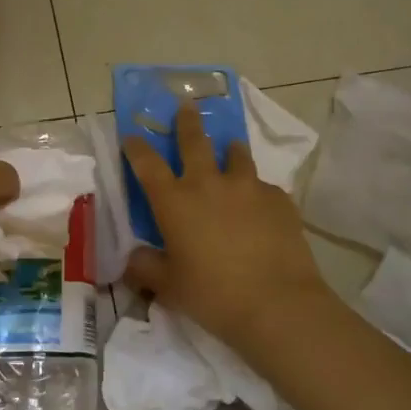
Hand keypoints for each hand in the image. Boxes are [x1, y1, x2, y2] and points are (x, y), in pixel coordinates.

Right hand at [122, 101, 336, 354]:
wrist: (277, 304)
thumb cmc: (213, 295)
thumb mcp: (169, 287)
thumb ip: (146, 268)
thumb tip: (132, 260)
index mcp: (175, 201)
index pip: (147, 164)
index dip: (136, 147)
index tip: (131, 135)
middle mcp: (208, 184)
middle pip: (194, 141)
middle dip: (187, 122)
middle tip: (187, 105)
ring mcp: (247, 187)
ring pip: (236, 155)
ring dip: (230, 150)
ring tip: (231, 149)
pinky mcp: (279, 199)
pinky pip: (264, 187)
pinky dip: (257, 192)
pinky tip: (261, 208)